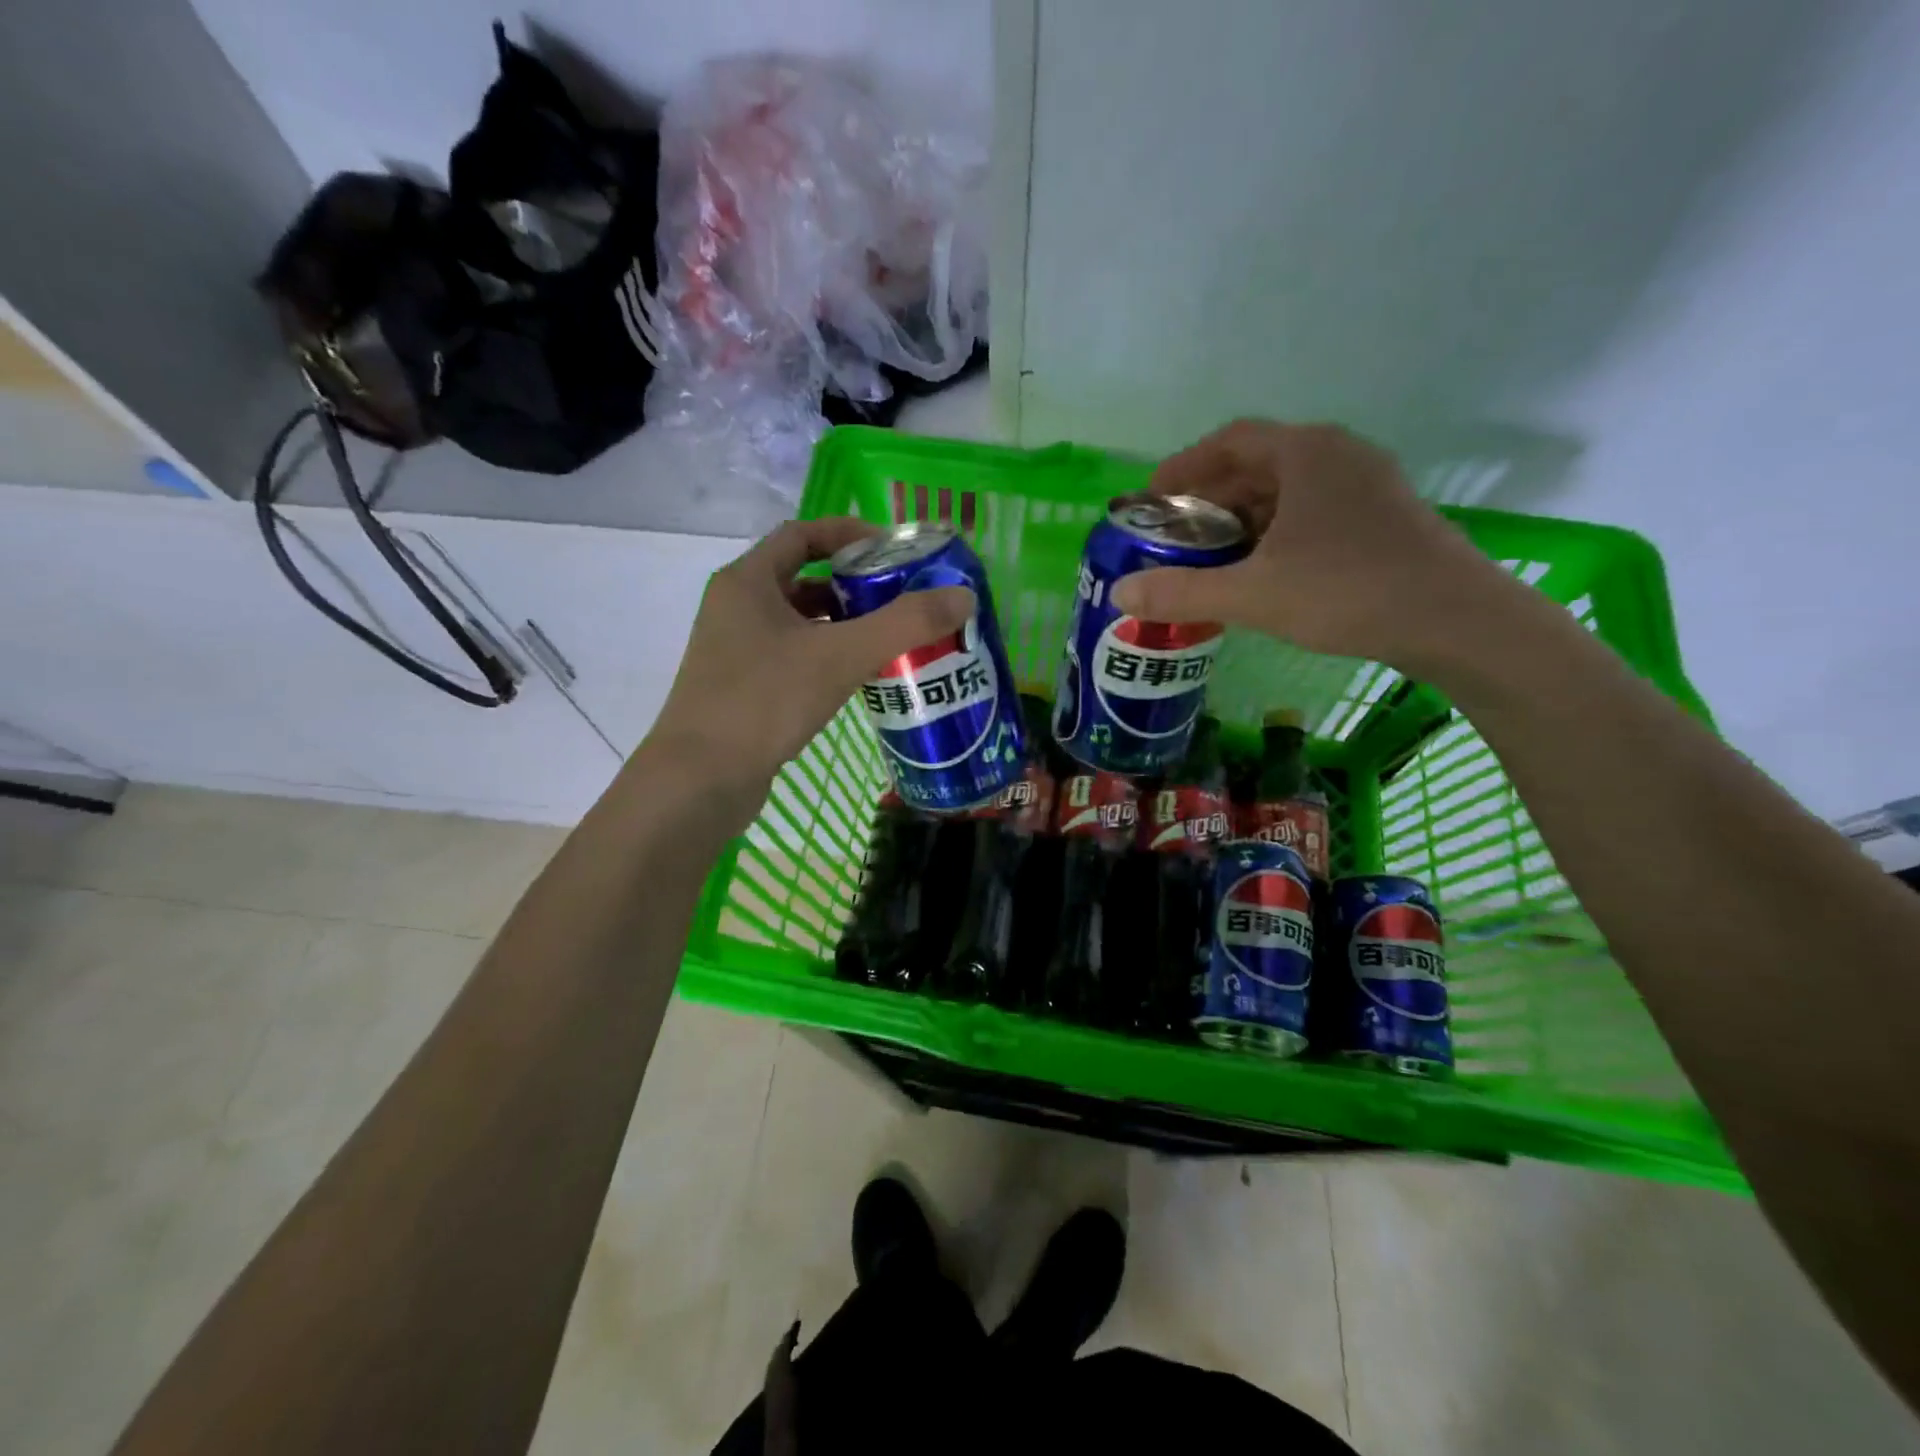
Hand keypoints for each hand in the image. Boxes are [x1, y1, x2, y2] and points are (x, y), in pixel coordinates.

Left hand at [647, 517, 973, 806]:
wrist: (699, 781)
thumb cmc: (764, 702)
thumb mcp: (840, 656)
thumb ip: (904, 624)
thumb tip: (963, 596)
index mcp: (748, 581)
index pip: (802, 534)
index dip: (849, 533)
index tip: (893, 550)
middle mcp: (736, 607)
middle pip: (803, 578)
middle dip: (854, 584)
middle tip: (903, 597)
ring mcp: (736, 650)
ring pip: (800, 622)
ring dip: (843, 623)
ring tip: (891, 637)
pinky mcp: (743, 688)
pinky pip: (794, 656)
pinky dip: (827, 656)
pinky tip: (858, 677)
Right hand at [1110, 420, 1521, 672]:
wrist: (1456, 620)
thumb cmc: (1348, 591)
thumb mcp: (1253, 594)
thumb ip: (1182, 591)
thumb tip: (1120, 593)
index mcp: (1305, 453)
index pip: (1229, 441)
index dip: (1183, 467)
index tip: (1152, 499)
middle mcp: (1337, 455)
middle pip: (1257, 465)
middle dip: (1210, 500)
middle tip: (1175, 537)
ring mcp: (1366, 485)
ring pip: (1286, 491)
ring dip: (1242, 519)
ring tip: (1211, 558)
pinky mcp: (1383, 517)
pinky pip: (1312, 512)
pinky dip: (1275, 533)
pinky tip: (1262, 571)